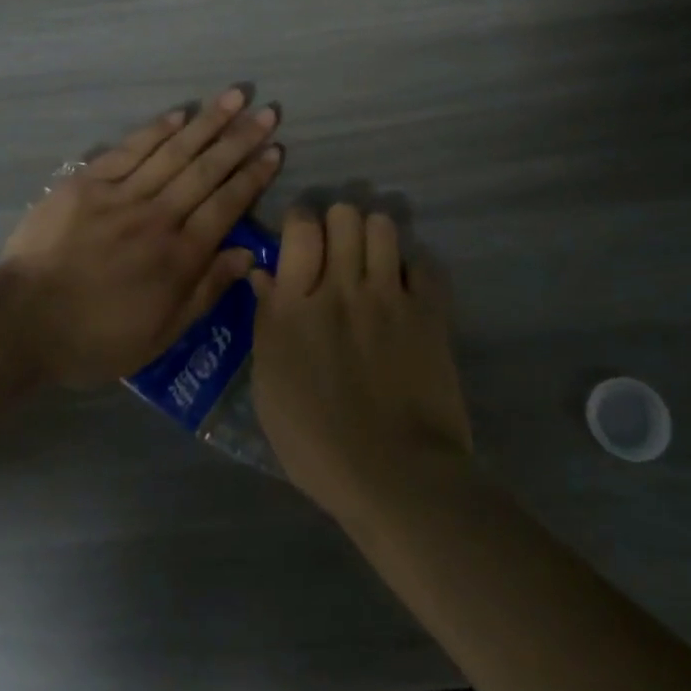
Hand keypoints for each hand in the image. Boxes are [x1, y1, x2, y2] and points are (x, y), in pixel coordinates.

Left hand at [0, 88, 284, 385]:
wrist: (21, 323)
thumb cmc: (95, 338)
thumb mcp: (160, 335)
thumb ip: (206, 291)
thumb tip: (248, 255)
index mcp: (179, 256)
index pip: (227, 205)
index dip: (253, 176)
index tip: (275, 150)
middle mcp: (157, 217)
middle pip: (207, 170)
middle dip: (240, 139)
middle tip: (267, 112)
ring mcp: (121, 195)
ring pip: (174, 151)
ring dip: (207, 122)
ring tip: (235, 97)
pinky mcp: (87, 182)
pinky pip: (129, 149)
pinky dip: (156, 130)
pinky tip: (179, 113)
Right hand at [251, 204, 472, 521]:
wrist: (395, 476)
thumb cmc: (316, 443)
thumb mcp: (269, 388)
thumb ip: (266, 322)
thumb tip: (263, 275)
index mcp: (296, 305)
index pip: (300, 226)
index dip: (301, 220)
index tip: (302, 237)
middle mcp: (341, 288)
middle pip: (344, 215)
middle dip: (338, 224)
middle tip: (337, 252)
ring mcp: (389, 297)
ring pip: (383, 226)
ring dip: (374, 237)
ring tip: (372, 263)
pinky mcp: (428, 313)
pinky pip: (424, 263)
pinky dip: (413, 269)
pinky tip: (405, 290)